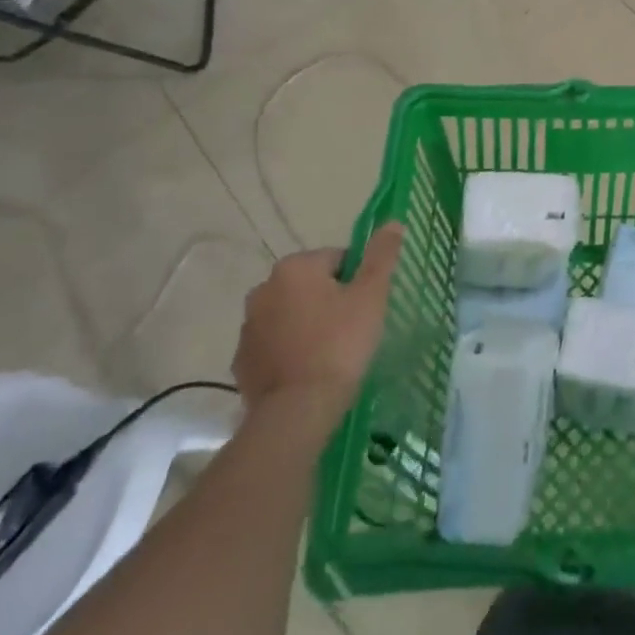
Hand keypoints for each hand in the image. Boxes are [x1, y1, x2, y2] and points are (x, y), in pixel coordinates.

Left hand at [232, 225, 403, 425]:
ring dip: (308, 324)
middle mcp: (263, 289)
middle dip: (330, 300)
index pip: (337, 259)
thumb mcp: (371, 295)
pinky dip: (290, 351)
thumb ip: (381, 255)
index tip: (366, 307)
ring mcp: (248, 328)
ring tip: (331, 353)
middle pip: (310, 285)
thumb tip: (393, 222)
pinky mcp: (242, 362)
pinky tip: (308, 370)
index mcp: (294, 267)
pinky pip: (274, 345)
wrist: (297, 412)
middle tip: (352, 328)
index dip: (357, 280)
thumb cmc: (339, 344)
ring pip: (290, 314)